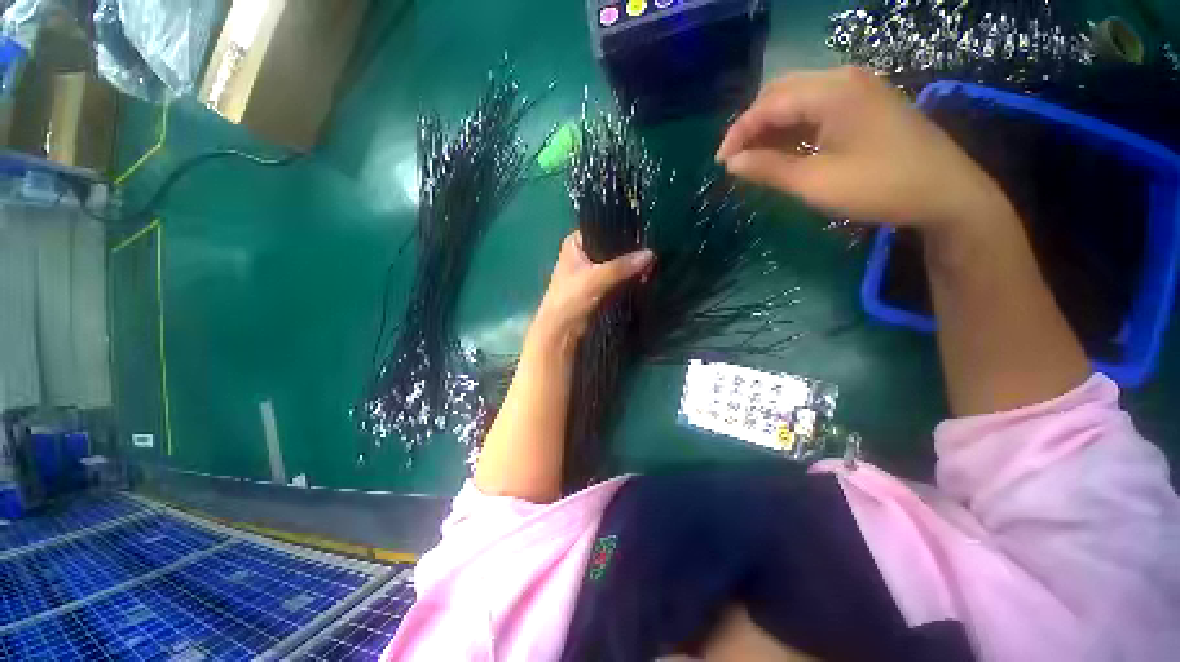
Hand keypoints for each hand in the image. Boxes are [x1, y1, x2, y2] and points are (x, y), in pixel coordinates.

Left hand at [532, 231, 653, 345]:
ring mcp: (591, 271)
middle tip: (653, 255)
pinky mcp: (599, 287)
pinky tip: (644, 277)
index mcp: (575, 243)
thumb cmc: (570, 299)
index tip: (645, 235)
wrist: (561, 332)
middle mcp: (583, 254)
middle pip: (612, 247)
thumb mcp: (596, 279)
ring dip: (632, 267)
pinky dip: (629, 278)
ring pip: (617, 264)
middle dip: (631, 252)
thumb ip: (622, 266)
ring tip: (652, 266)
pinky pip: (618, 278)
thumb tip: (651, 254)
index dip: (623, 231)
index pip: (603, 228)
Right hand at [716, 67, 1008, 231]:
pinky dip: (793, 126)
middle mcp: (843, 78)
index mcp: (831, 91)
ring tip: (755, 158)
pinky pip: (816, 106)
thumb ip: (769, 169)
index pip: (768, 104)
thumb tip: (732, 163)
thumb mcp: (815, 182)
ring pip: (798, 98)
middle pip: (781, 92)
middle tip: (736, 159)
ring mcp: (857, 88)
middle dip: (752, 125)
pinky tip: (784, 149)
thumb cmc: (878, 187)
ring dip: (772, 126)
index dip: (738, 132)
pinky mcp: (865, 102)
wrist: (945, 192)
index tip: (721, 163)